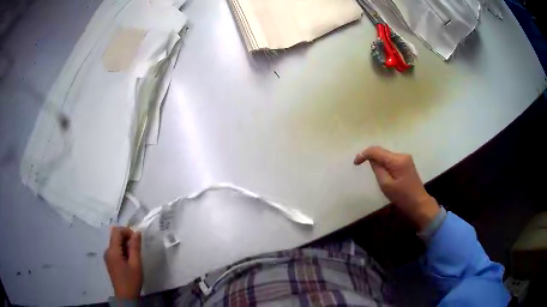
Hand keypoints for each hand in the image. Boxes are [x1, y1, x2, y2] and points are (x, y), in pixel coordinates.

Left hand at [104, 226, 142, 298]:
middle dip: (127, 238)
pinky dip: (123, 251)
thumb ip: (135, 247)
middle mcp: (108, 251)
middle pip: (115, 236)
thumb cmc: (131, 281)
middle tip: (137, 249)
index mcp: (112, 250)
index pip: (116, 231)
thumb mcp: (136, 264)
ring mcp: (108, 256)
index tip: (137, 240)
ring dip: (126, 245)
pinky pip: (116, 250)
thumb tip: (137, 232)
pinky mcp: (110, 261)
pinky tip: (130, 261)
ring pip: (116, 243)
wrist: (126, 297)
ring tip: (135, 257)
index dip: (127, 231)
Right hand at [354, 146, 439, 229]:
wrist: (419, 203)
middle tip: (361, 166)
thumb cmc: (402, 197)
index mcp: (397, 160)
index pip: (376, 151)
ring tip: (372, 172)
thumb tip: (372, 160)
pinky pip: (391, 160)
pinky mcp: (407, 163)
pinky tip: (382, 172)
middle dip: (371, 157)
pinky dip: (384, 164)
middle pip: (382, 152)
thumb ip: (377, 169)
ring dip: (378, 161)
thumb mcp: (386, 185)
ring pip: (386, 155)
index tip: (355, 163)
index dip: (364, 154)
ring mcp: (406, 159)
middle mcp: (402, 155)